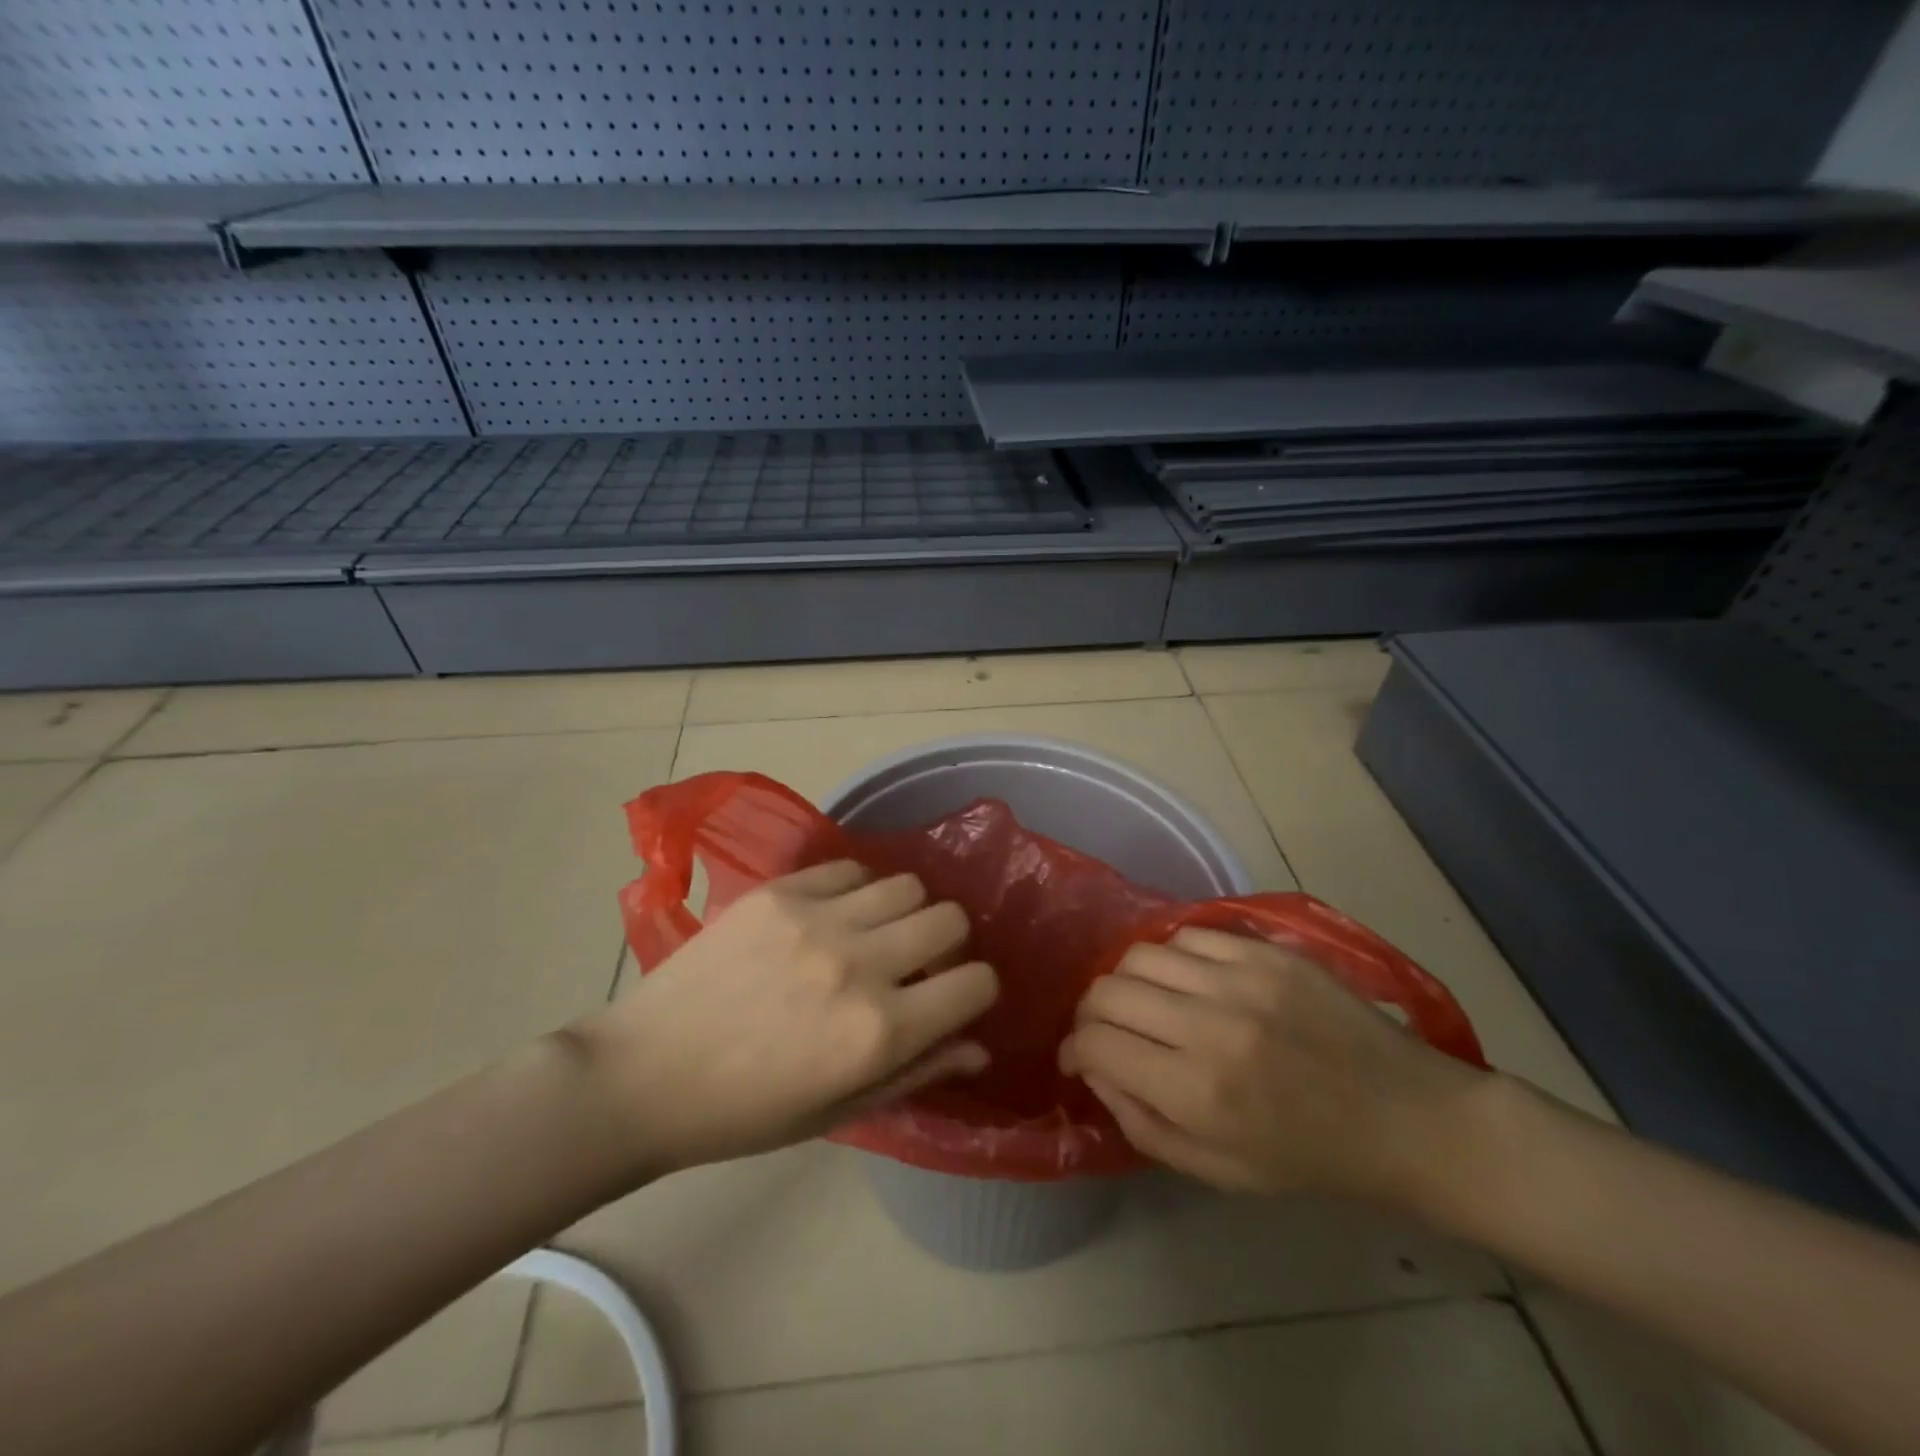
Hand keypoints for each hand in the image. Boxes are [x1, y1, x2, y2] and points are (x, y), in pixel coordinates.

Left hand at [571, 860, 998, 1178]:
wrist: (646, 1074)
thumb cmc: (746, 1112)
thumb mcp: (840, 1109)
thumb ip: (918, 1071)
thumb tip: (979, 1044)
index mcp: (878, 1032)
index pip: (975, 983)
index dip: (975, 990)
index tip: (954, 996)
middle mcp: (859, 964)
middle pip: (950, 918)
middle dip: (948, 943)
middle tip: (917, 961)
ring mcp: (816, 918)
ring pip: (906, 884)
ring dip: (905, 911)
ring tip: (875, 932)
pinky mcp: (779, 891)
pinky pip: (849, 867)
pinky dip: (857, 889)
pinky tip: (834, 914)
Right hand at [1060, 927, 1484, 1204]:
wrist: (1408, 1119)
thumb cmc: (1311, 1160)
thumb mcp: (1218, 1171)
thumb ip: (1141, 1123)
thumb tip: (1095, 1069)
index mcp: (1197, 1092)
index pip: (1096, 1043)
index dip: (1074, 1049)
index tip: (1078, 1057)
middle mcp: (1209, 1025)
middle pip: (1108, 990)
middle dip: (1091, 1012)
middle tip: (1105, 1029)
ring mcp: (1240, 978)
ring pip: (1141, 954)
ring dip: (1128, 980)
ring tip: (1145, 1000)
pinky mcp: (1267, 951)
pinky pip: (1188, 934)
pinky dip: (1173, 957)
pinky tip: (1188, 979)